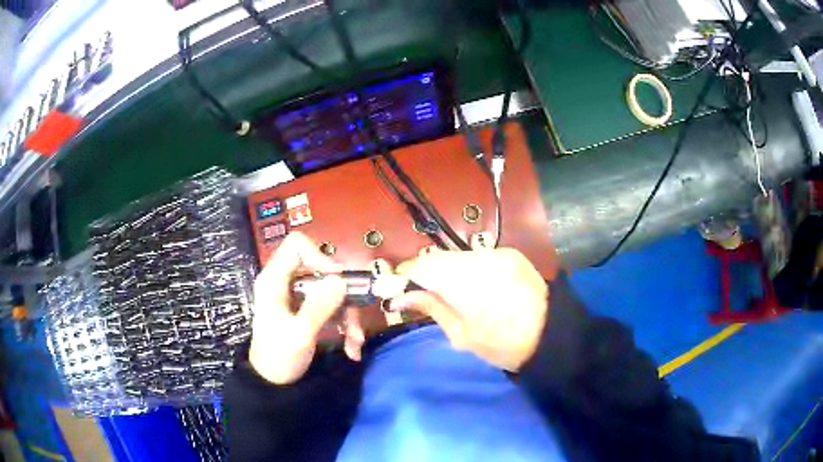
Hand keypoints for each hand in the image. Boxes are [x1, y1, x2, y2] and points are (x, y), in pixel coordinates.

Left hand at [248, 232, 364, 384]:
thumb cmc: (279, 358)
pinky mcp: (308, 311)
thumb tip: (340, 279)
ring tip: (356, 342)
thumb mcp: (299, 335)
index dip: (320, 256)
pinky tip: (351, 347)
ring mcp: (299, 297)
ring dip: (349, 315)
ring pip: (332, 291)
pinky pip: (333, 307)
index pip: (297, 246)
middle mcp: (287, 283)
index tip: (338, 280)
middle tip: (357, 317)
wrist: (273, 383)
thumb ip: (318, 306)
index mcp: (274, 280)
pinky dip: (345, 325)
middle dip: (344, 296)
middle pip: (322, 271)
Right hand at [392, 248, 548, 371]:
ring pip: (458, 257)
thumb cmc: (502, 345)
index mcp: (464, 283)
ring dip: (448, 272)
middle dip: (426, 275)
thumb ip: (430, 308)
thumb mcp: (461, 334)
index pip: (420, 266)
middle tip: (424, 296)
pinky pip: (479, 257)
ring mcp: (497, 253)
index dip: (403, 276)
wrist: (551, 335)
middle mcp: (479, 259)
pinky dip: (470, 269)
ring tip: (454, 295)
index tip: (396, 289)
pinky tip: (478, 288)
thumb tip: (399, 298)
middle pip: (438, 258)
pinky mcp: (511, 253)